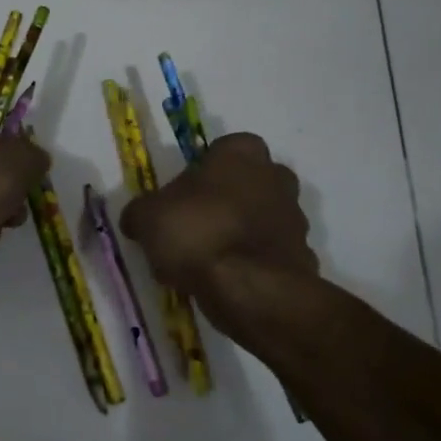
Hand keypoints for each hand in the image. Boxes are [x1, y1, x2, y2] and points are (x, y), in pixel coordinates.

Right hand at [120, 133, 316, 314]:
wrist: (252, 290)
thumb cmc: (197, 233)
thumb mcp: (147, 218)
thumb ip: (140, 212)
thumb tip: (136, 220)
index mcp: (241, 153)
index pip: (221, 150)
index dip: (198, 174)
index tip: (180, 199)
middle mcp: (276, 176)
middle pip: (245, 183)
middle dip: (223, 202)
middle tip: (192, 229)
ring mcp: (295, 217)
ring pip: (259, 219)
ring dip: (238, 234)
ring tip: (205, 265)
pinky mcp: (304, 256)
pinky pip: (269, 255)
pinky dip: (252, 265)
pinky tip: (227, 284)